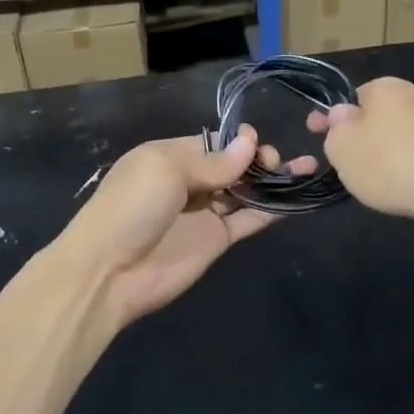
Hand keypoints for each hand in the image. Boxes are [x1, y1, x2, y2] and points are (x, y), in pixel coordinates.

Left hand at [53, 127, 315, 324]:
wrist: (109, 272)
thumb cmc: (132, 207)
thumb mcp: (166, 169)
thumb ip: (212, 161)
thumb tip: (250, 142)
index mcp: (169, 156)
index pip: (213, 142)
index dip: (238, 141)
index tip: (258, 143)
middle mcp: (189, 181)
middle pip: (232, 165)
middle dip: (257, 159)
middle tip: (276, 163)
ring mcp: (203, 212)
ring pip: (244, 190)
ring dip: (271, 181)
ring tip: (304, 169)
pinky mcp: (216, 240)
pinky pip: (248, 220)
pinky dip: (270, 210)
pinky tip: (294, 199)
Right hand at [306, 77, 413, 238]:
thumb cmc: (388, 162)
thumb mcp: (341, 145)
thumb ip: (334, 128)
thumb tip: (343, 116)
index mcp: (386, 88)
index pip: (351, 96)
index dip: (330, 115)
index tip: (313, 132)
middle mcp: (413, 100)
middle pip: (372, 120)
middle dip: (356, 140)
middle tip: (341, 162)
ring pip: (392, 142)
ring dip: (378, 159)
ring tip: (368, 184)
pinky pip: (412, 162)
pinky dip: (401, 174)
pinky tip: (395, 193)